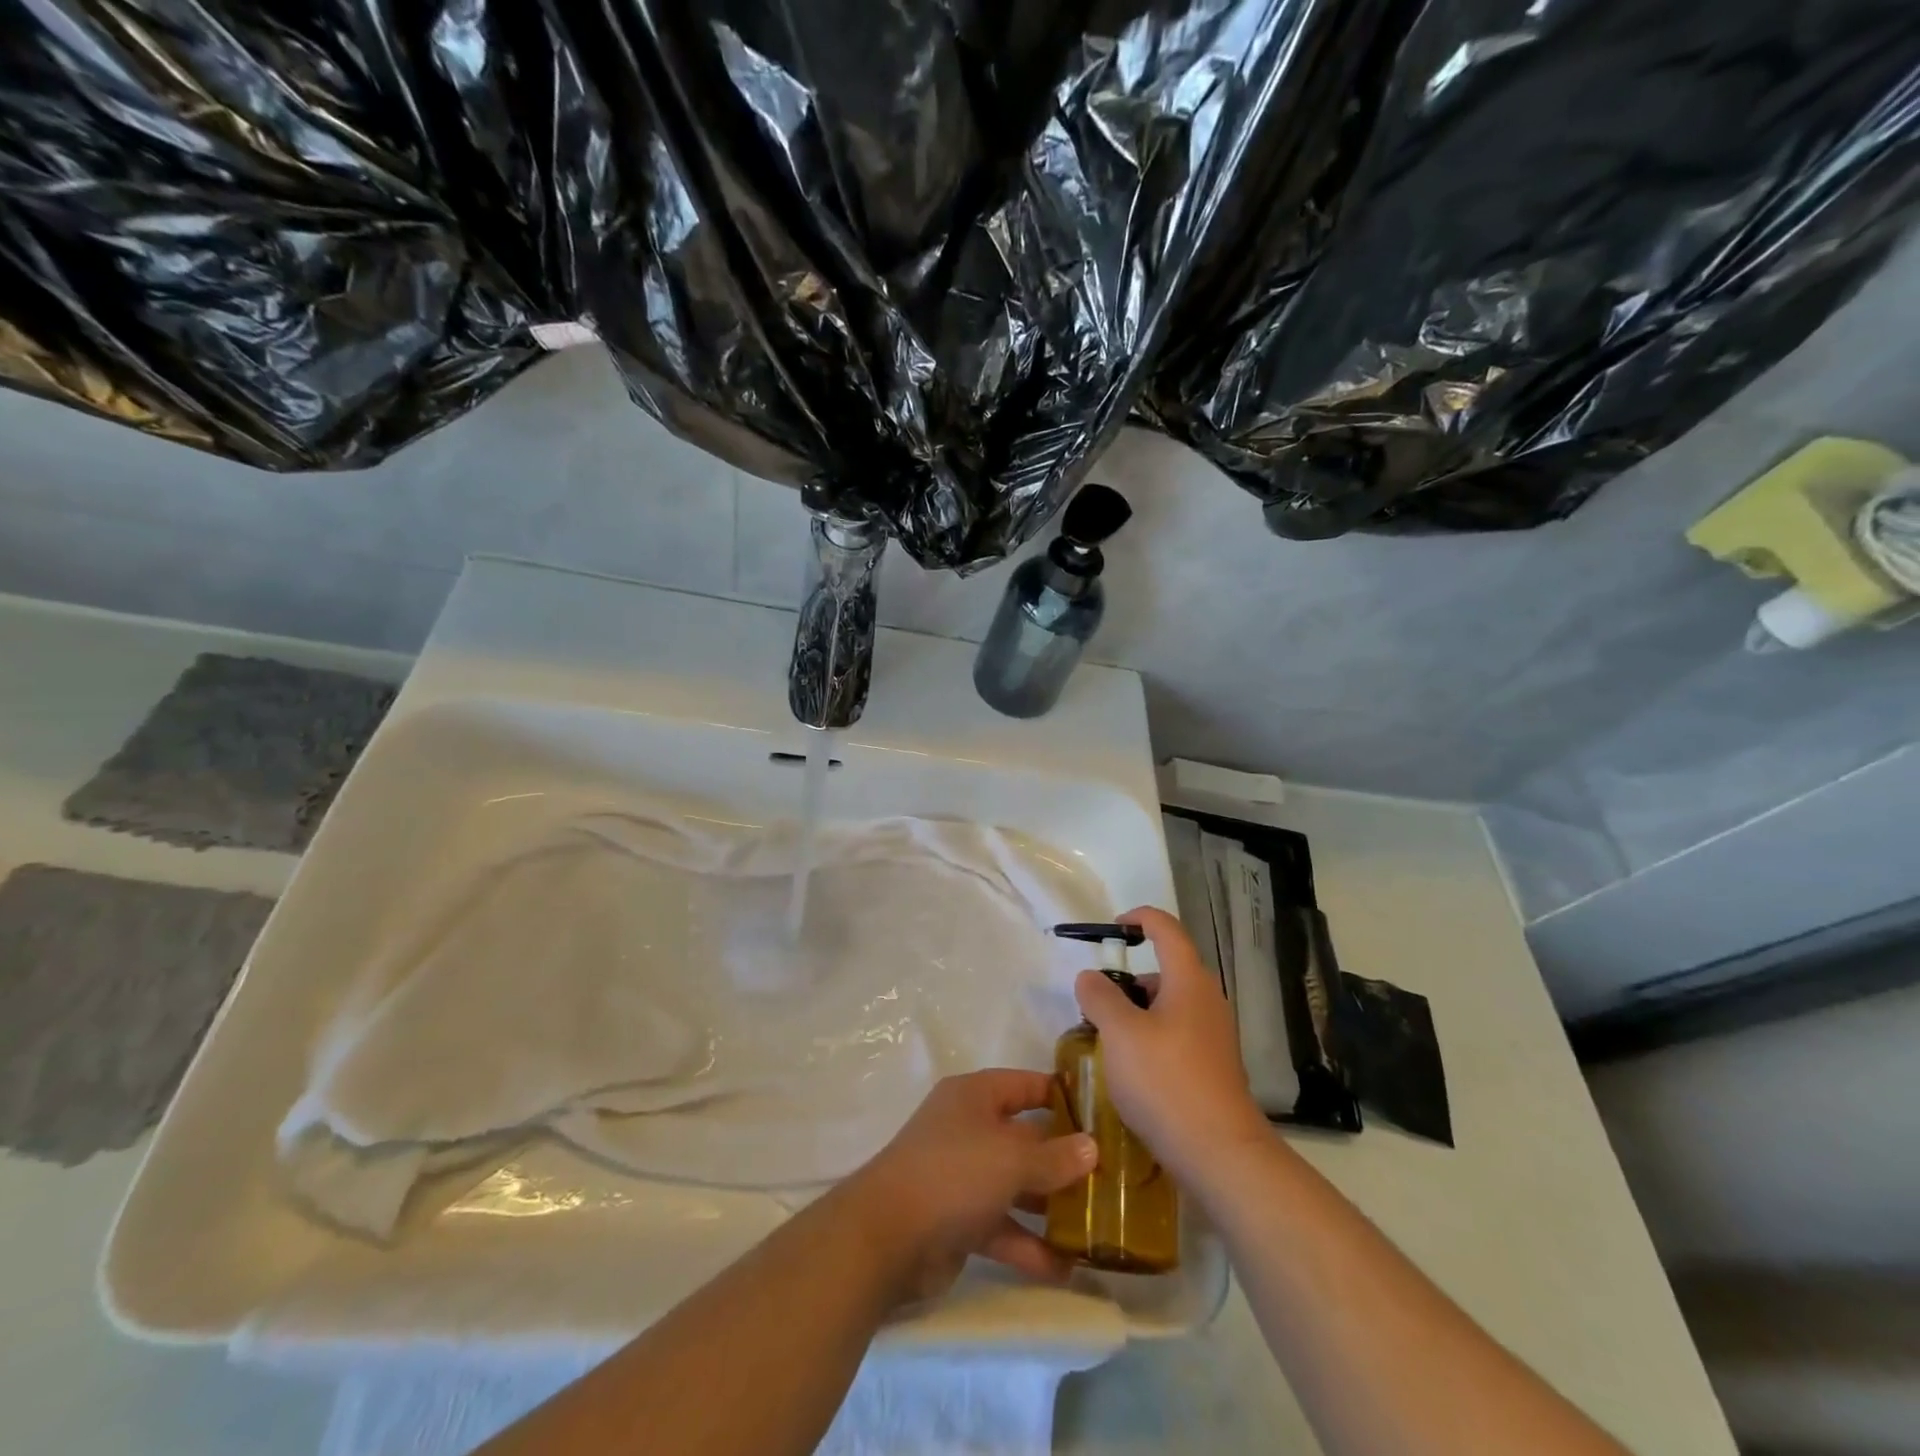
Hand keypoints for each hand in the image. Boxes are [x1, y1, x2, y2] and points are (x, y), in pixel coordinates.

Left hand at [837, 1070, 1097, 1305]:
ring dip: (1050, 1206)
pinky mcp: (957, 1221)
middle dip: (1063, 1159)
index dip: (1061, 1095)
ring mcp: (961, 1176)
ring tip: (1097, 1227)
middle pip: (1024, 1138)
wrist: (885, 1237)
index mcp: (974, 1097)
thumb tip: (1092, 1147)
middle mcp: (968, 1129)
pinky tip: (1066, 1268)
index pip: (1025, 1085)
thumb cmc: (953, 1174)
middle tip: (1111, 1179)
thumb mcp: (1011, 1158)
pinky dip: (1029, 1245)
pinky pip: (1002, 1227)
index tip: (1101, 1113)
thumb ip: (1054, 1156)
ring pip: (1015, 1185)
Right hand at [1074, 906, 1269, 1184]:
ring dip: (1136, 1012)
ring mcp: (1213, 1036)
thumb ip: (1100, 996)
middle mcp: (1207, 1001)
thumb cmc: (1166, 1081)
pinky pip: (1176, 1034)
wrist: (1219, 1154)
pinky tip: (1130, 1068)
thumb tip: (1090, 977)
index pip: (1167, 929)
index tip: (1113, 927)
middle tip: (1095, 1000)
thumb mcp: (1120, 1033)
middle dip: (1127, 979)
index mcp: (1189, 981)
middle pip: (1166, 970)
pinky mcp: (1212, 1067)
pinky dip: (1150, 1037)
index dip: (1140, 918)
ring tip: (1106, 1038)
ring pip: (1169, 1006)